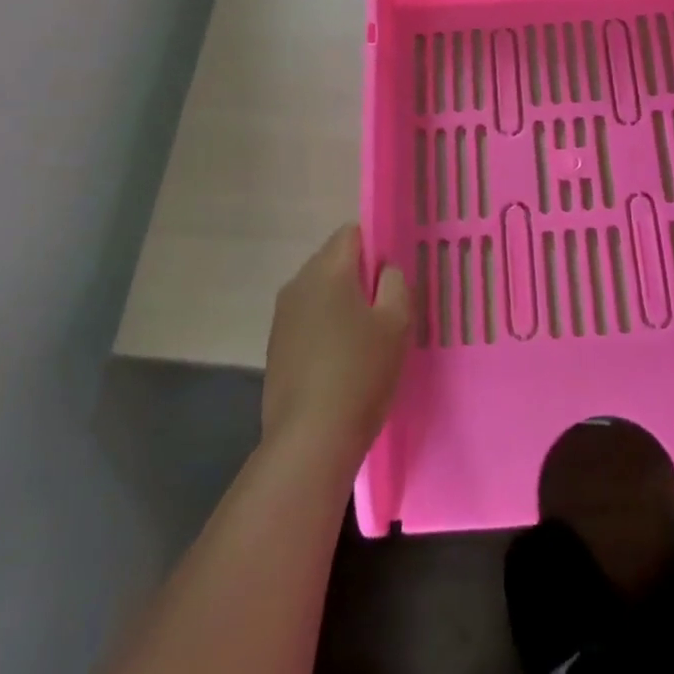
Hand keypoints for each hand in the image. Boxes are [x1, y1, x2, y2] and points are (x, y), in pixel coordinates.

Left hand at [262, 225, 410, 474]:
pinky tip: (343, 361)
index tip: (394, 276)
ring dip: (342, 303)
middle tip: (387, 308)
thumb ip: (396, 284)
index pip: (352, 233)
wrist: (309, 441)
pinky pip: (308, 319)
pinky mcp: (276, 347)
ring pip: (320, 291)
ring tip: (367, 337)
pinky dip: (326, 328)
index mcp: (327, 270)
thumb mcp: (397, 323)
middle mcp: (298, 283)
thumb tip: (385, 270)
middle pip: (334, 260)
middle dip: (360, 276)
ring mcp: (282, 317)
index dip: (377, 245)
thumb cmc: (360, 373)